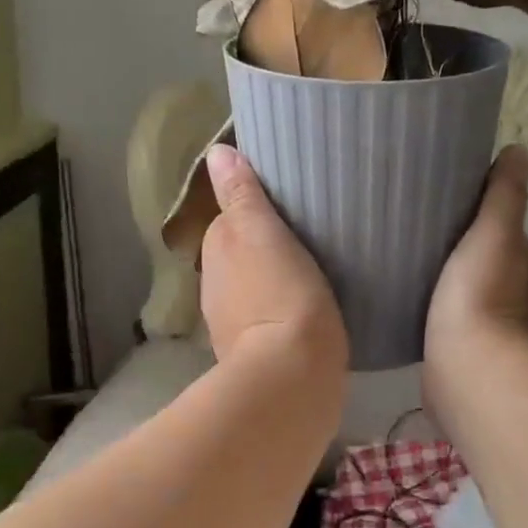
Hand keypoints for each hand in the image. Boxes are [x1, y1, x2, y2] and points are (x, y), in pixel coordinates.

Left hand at [199, 145, 347, 382]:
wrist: (292, 374)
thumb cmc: (281, 293)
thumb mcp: (262, 233)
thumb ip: (241, 195)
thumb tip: (216, 152)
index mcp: (216, 255)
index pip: (230, 221)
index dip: (256, 213)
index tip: (288, 211)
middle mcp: (214, 289)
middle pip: (239, 257)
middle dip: (262, 249)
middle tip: (306, 240)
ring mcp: (231, 327)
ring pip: (252, 290)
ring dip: (271, 283)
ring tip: (312, 275)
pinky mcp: (256, 356)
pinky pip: (268, 322)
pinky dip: (280, 313)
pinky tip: (307, 315)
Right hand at [425, 145, 527, 361]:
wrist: (467, 368)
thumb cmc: (480, 294)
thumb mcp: (495, 233)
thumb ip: (505, 194)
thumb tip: (519, 151)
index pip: (504, 224)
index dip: (479, 211)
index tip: (445, 201)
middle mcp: (518, 292)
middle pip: (485, 255)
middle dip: (460, 243)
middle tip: (420, 228)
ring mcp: (494, 323)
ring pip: (468, 285)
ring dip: (449, 274)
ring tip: (412, 260)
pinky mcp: (468, 346)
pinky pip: (452, 312)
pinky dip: (439, 302)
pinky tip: (415, 297)